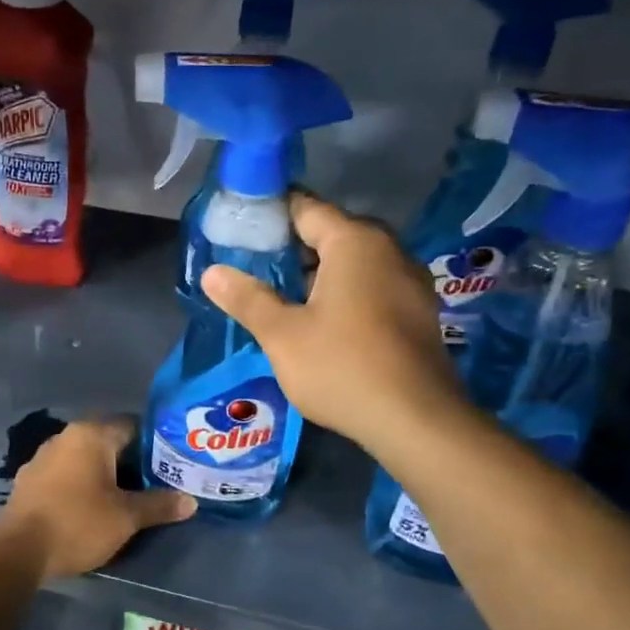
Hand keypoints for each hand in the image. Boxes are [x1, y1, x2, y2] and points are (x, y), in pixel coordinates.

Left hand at [0, 417, 195, 579]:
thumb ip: (159, 505)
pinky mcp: (30, 481)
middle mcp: (66, 437)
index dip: (155, 444)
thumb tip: (190, 501)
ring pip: (85, 459)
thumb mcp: (126, 517)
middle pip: (109, 442)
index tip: (172, 464)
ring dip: (105, 475)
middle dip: (131, 462)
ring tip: (127, 498)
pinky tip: (92, 507)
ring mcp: (43, 457)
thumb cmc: (78, 523)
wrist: (17, 551)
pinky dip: (82, 486)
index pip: (133, 426)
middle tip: (156, 484)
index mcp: (91, 434)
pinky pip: (66, 475)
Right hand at [201, 192, 467, 455]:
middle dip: (292, 249)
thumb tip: (212, 272)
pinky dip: (344, 294)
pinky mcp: (418, 313)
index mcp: (355, 242)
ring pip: (353, 264)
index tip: (239, 230)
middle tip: (253, 270)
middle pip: (331, 234)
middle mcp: (389, 250)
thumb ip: (248, 299)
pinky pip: (372, 287)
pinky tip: (321, 323)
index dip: (270, 215)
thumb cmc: (342, 367)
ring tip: (280, 299)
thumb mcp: (282, 335)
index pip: (306, 208)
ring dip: (318, 275)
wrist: (416, 421)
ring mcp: (410, 282)